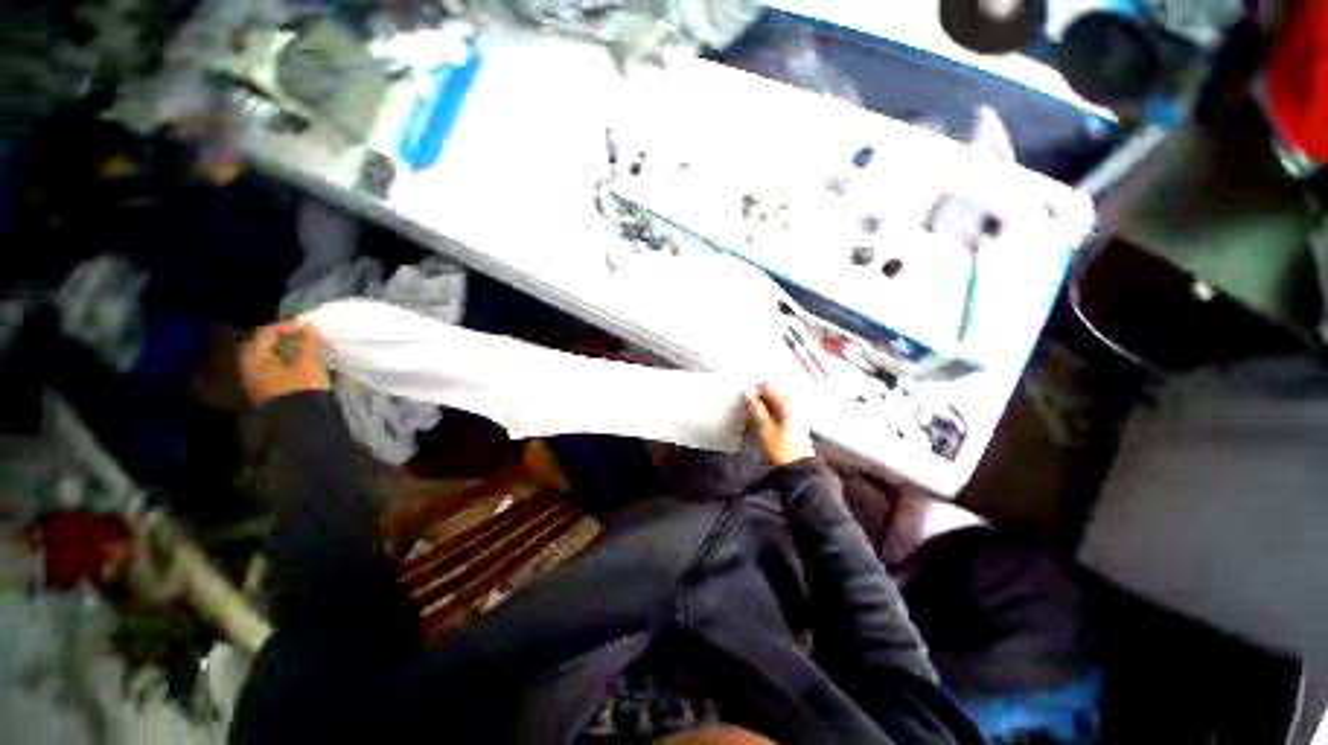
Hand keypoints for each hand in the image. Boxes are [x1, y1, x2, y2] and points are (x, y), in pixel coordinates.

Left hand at [239, 322, 329, 405]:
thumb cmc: (301, 389)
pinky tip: (292, 365)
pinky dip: (278, 362)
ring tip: (299, 351)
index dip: (287, 327)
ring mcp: (250, 379)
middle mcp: (246, 365)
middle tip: (301, 338)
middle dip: (280, 339)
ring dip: (280, 351)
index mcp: (254, 356)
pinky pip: (265, 368)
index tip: (307, 329)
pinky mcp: (259, 389)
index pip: (266, 332)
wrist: (297, 420)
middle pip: (261, 344)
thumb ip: (307, 344)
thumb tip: (309, 327)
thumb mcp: (307, 364)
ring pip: (263, 356)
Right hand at [743, 385, 814, 466]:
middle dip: (758, 402)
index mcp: (787, 402)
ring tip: (755, 423)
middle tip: (749, 414)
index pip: (767, 386)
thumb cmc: (782, 450)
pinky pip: (776, 413)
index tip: (745, 403)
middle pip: (771, 394)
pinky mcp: (793, 423)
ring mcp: (795, 414)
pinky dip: (768, 417)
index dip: (754, 393)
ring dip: (762, 410)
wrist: (797, 469)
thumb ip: (754, 408)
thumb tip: (747, 394)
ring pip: (772, 404)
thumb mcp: (763, 427)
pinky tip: (763, 427)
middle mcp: (794, 404)